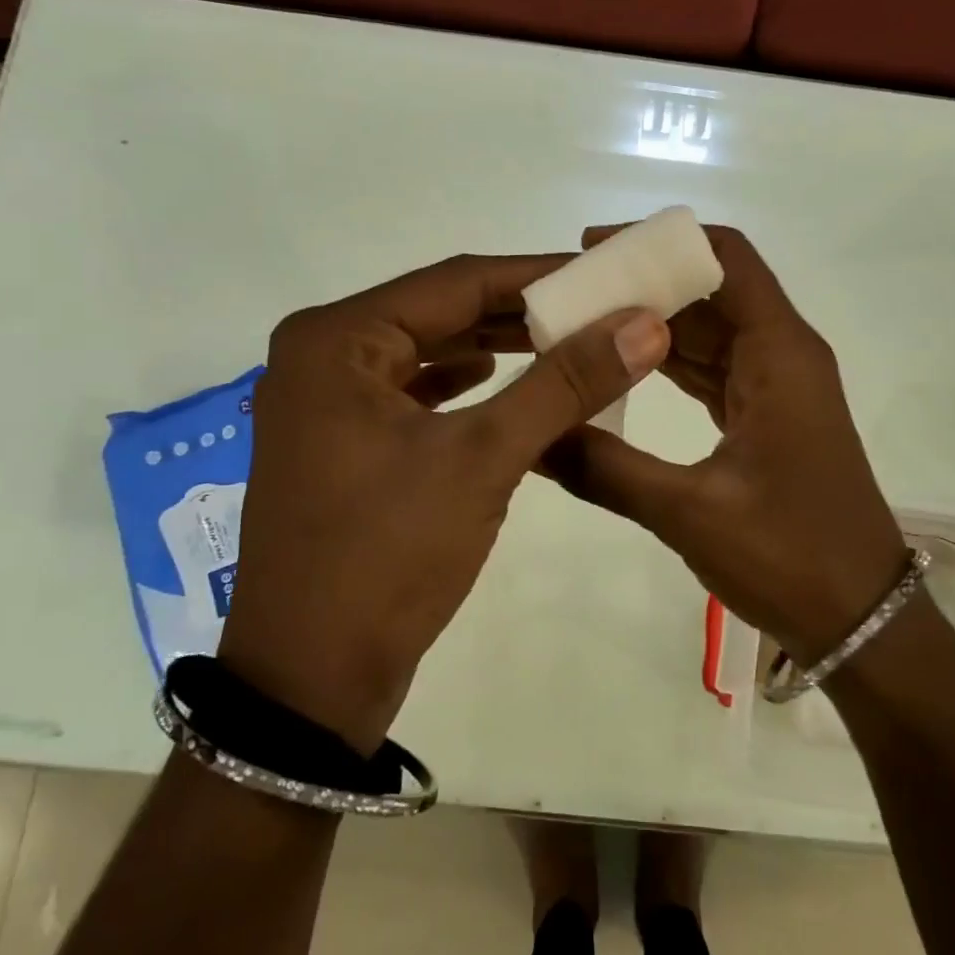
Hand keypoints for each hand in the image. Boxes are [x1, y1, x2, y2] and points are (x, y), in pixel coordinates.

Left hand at [220, 253, 670, 751]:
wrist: (311, 680)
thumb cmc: (388, 556)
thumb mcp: (484, 458)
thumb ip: (564, 383)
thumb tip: (643, 323)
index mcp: (337, 339)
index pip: (457, 282)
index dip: (540, 274)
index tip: (606, 273)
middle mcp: (322, 355)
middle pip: (442, 312)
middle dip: (522, 313)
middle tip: (598, 310)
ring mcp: (326, 401)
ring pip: (429, 352)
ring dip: (497, 348)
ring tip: (567, 342)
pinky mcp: (341, 441)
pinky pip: (414, 393)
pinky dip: (463, 387)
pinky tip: (500, 382)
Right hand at [542, 226, 907, 661]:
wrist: (861, 619)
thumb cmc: (791, 556)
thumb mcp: (689, 513)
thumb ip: (605, 469)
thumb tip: (531, 438)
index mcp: (779, 354)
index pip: (726, 258)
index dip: (662, 242)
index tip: (594, 249)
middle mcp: (781, 355)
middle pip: (710, 292)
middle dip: (643, 285)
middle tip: (568, 293)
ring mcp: (775, 387)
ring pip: (708, 333)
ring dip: (650, 326)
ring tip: (578, 323)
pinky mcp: (766, 418)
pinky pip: (712, 372)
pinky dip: (667, 365)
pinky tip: (617, 368)